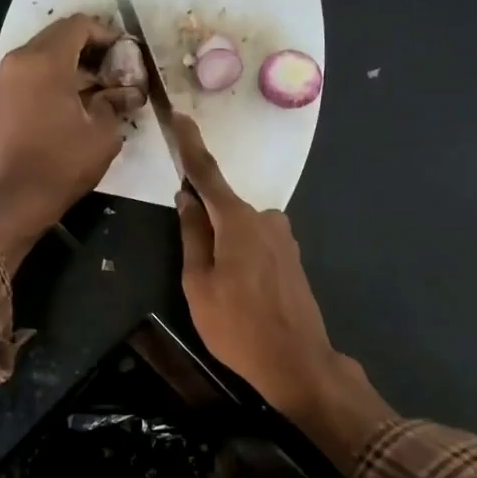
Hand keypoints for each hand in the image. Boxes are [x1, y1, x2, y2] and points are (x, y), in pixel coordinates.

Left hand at [0, 14, 142, 263]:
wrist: (17, 198)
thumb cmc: (63, 163)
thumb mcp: (103, 133)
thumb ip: (116, 102)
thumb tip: (127, 92)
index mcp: (45, 61)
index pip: (79, 26)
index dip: (106, 34)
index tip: (126, 53)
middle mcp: (21, 60)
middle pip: (59, 35)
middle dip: (90, 46)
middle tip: (116, 67)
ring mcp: (7, 77)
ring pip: (44, 52)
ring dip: (72, 61)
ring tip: (100, 84)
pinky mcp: (3, 96)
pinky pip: (32, 70)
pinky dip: (55, 74)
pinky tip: (77, 97)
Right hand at [170, 112, 340, 415]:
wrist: (297, 361)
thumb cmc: (237, 325)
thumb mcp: (198, 283)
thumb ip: (192, 235)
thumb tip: (186, 198)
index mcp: (237, 221)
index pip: (207, 174)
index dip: (190, 145)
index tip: (179, 116)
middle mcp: (265, 218)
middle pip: (223, 207)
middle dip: (204, 222)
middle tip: (194, 268)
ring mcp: (283, 237)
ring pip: (239, 229)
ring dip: (223, 246)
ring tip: (220, 294)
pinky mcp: (292, 256)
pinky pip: (256, 243)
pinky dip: (240, 256)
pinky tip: (241, 294)